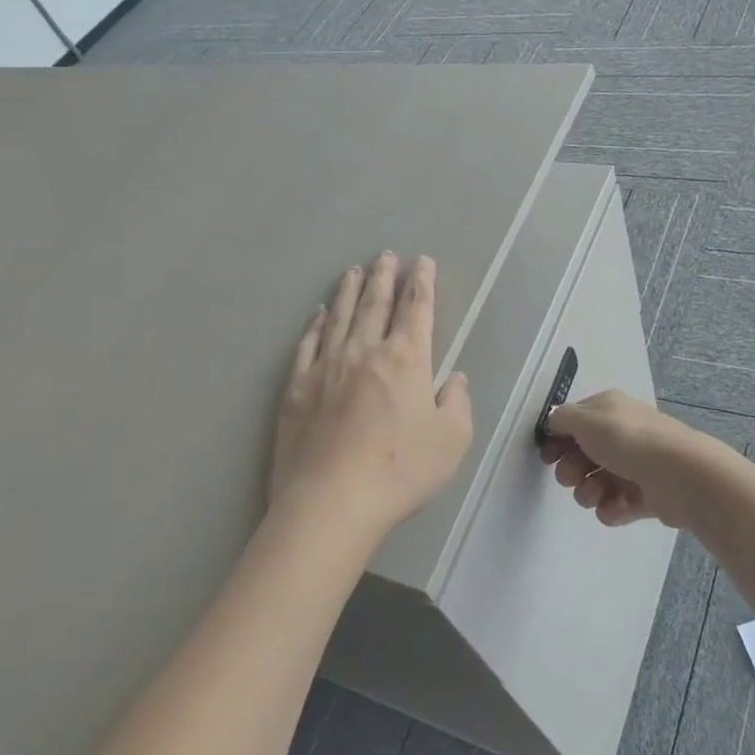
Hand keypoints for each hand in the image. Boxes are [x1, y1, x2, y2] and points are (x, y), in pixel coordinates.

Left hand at [269, 252, 473, 538]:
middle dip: (384, 277)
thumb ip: (457, 403)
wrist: (332, 499)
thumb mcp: (451, 440)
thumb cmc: (401, 470)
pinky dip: (316, 324)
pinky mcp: (297, 387)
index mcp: (406, 360)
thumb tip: (454, 378)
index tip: (422, 262)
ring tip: (354, 271)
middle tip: (385, 255)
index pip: (416, 310)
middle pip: (375, 304)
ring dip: (349, 291)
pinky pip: (308, 344)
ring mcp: (326, 366)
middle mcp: (364, 351)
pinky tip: (319, 314)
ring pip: (340, 317)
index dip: (421, 283)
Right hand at [541, 390, 716, 529]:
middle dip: (571, 470)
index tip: (548, 457)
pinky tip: (616, 507)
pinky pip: (616, 504)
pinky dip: (611, 508)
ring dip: (588, 492)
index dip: (557, 440)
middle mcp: (622, 434)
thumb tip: (554, 422)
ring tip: (595, 496)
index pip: (575, 423)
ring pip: (596, 483)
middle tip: (572, 478)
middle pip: (582, 455)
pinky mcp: (646, 496)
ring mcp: (635, 466)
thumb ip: (562, 419)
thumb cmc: (629, 441)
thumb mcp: (586, 420)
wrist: (680, 476)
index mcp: (609, 410)